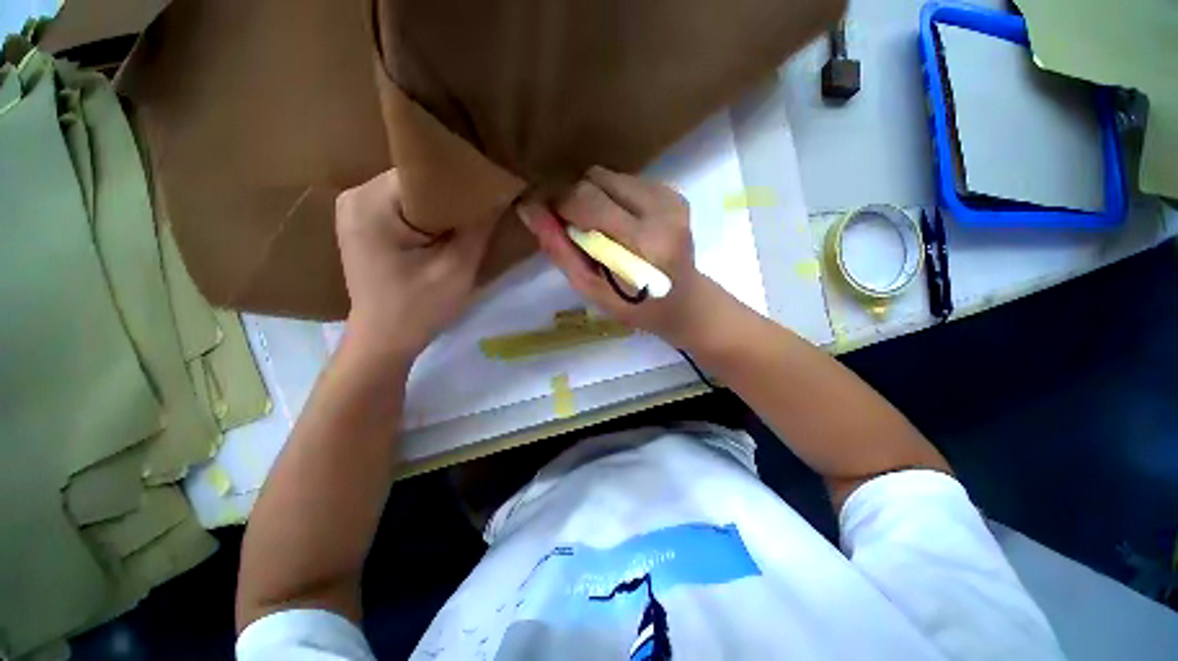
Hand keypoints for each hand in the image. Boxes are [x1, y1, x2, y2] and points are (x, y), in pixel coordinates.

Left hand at [335, 169, 495, 362]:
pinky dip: (429, 216)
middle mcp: (355, 195)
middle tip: (485, 208)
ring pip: (414, 193)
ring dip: (443, 207)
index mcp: (371, 203)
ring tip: (470, 219)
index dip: (462, 183)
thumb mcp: (457, 269)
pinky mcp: (364, 222)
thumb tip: (500, 192)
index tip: (491, 191)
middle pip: (419, 180)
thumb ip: (478, 227)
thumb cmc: (419, 309)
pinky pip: (404, 206)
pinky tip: (447, 230)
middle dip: (453, 196)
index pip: (426, 173)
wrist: (384, 340)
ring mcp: (356, 208)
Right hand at [519, 166, 737, 350]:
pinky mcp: (674, 193)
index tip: (549, 220)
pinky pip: (626, 180)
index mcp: (644, 243)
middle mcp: (662, 211)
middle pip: (595, 179)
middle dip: (574, 200)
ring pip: (609, 175)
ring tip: (600, 229)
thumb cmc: (635, 307)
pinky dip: (613, 197)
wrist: (684, 302)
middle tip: (574, 229)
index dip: (558, 205)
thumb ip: (560, 250)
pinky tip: (620, 223)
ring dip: (594, 197)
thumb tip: (529, 209)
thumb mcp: (591, 289)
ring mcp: (672, 199)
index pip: (586, 200)